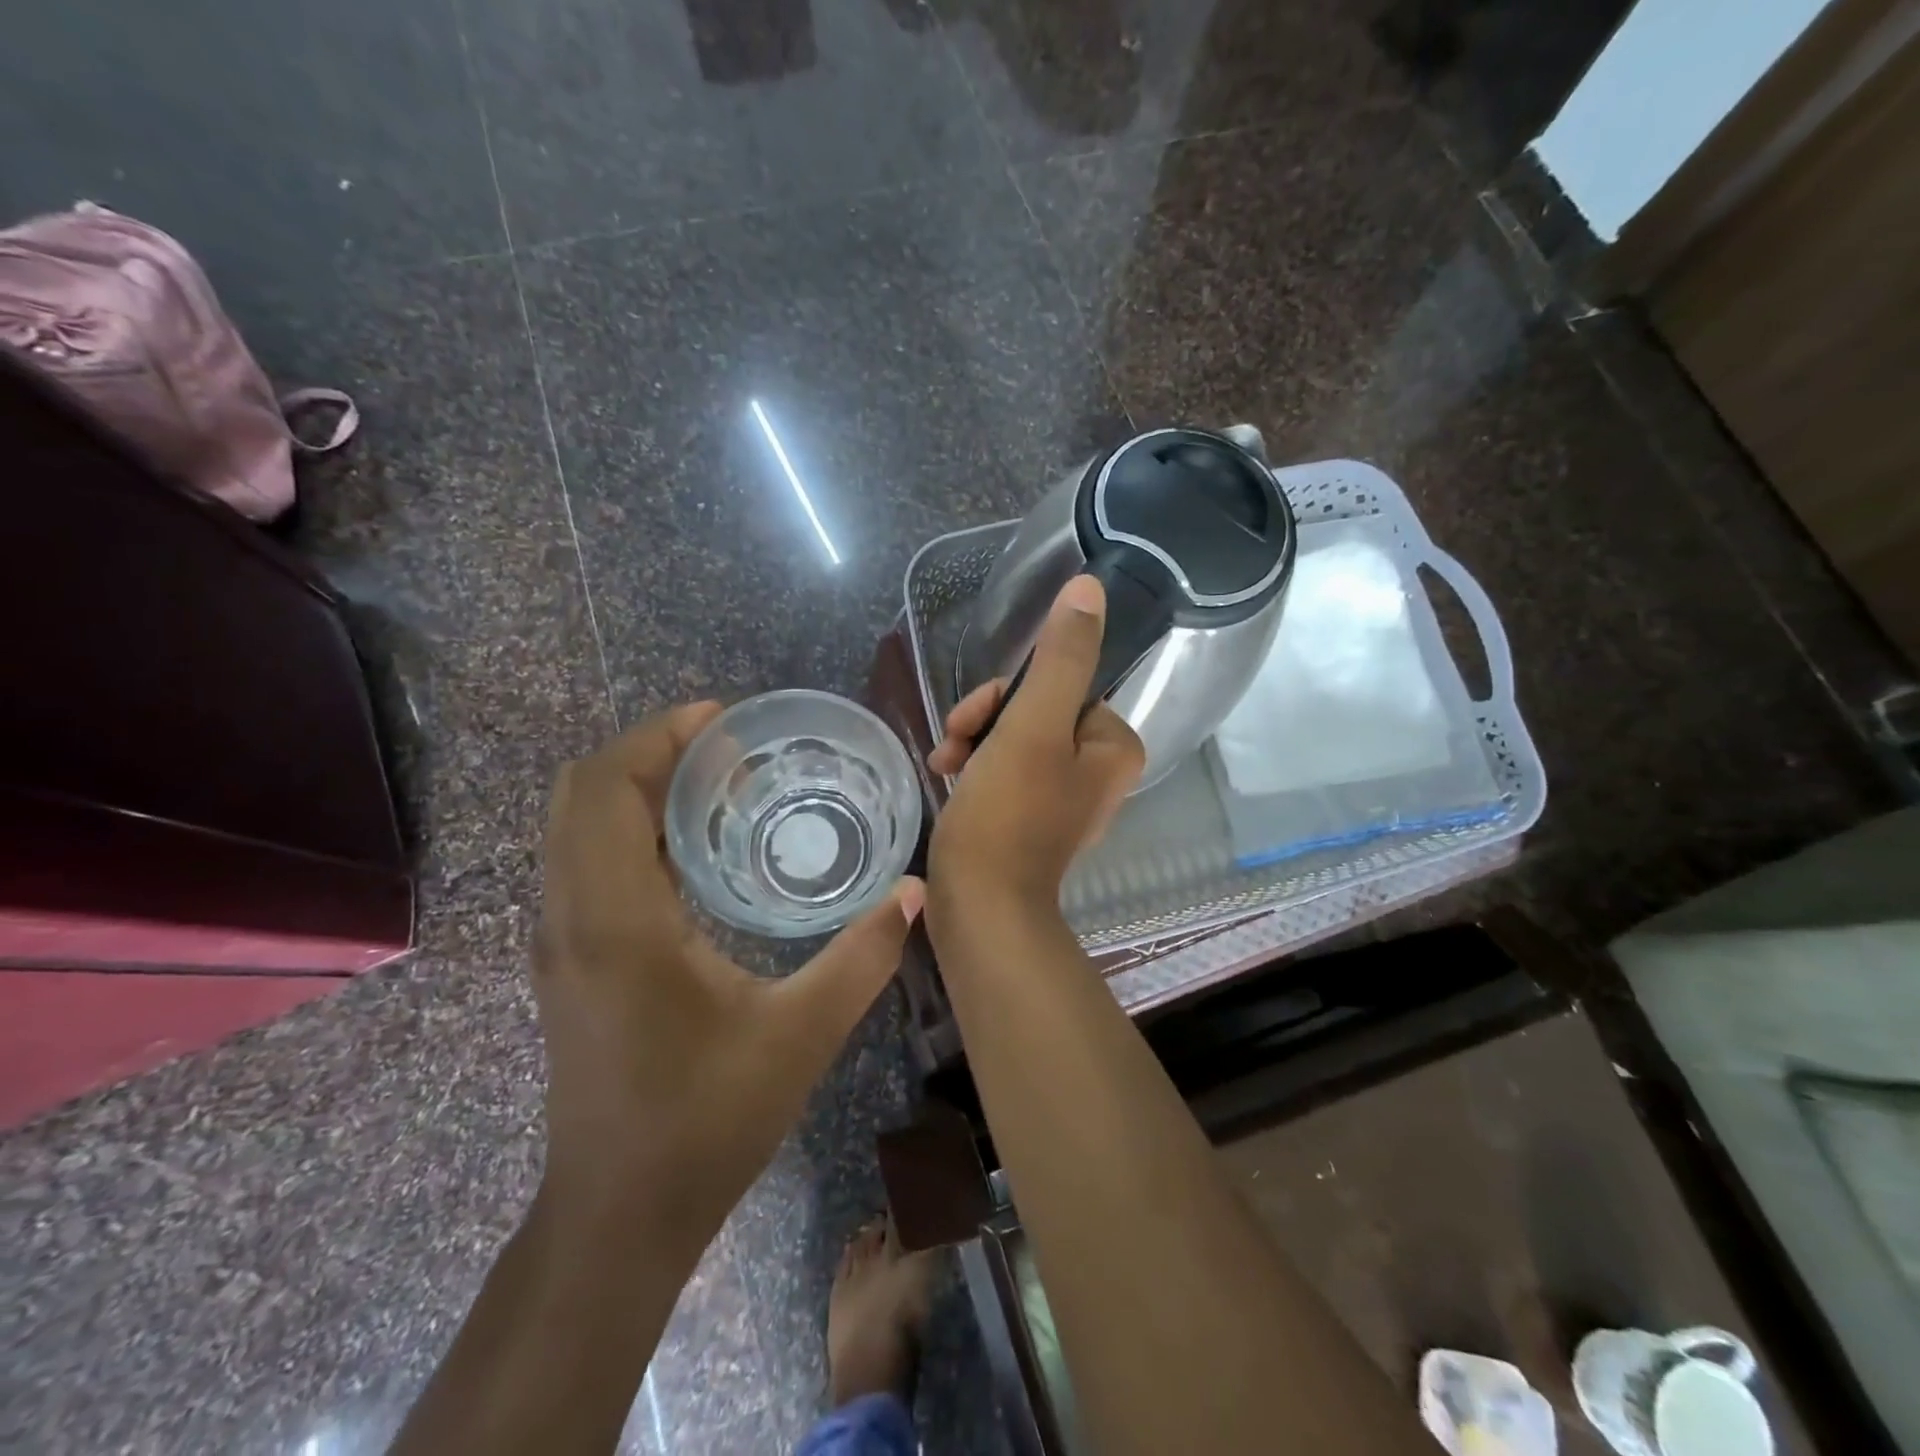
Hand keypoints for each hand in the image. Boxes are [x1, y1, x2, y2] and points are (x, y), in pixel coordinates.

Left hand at [533, 703, 922, 1247]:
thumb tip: (913, 891)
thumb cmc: (706, 1122)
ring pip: (574, 827)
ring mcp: (558, 941)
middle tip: (724, 747)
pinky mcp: (567, 962)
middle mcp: (570, 918)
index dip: (656, 738)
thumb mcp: (800, 1035)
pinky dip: (627, 827)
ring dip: (634, 787)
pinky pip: (583, 862)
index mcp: (615, 922)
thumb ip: (862, 957)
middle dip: (646, 751)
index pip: (606, 791)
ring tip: (713, 784)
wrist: (618, 1217)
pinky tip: (693, 848)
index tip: (720, 719)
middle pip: (579, 794)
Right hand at [927, 575, 1144, 916]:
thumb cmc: (1008, 815)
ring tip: (944, 764)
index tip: (975, 720)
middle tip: (954, 744)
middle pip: (1034, 710)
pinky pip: (1003, 770)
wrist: (980, 908)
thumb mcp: (1034, 726)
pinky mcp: (1030, 818)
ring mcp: (1063, 796)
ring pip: (1013, 737)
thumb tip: (1089, 588)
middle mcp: (1097, 769)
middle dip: (986, 720)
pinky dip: (974, 768)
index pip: (1058, 685)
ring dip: (973, 741)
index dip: (1008, 695)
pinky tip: (946, 778)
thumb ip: (1062, 656)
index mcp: (1113, 746)